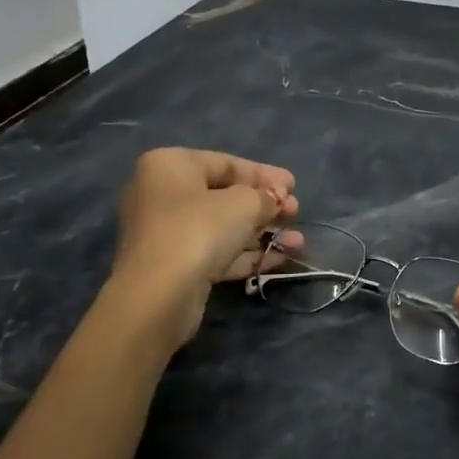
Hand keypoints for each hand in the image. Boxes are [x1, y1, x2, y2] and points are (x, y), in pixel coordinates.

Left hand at [113, 148, 299, 343]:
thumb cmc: (199, 230)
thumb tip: (277, 197)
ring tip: (298, 241)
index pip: (225, 163)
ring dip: (262, 233)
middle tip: (296, 212)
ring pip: (223, 227)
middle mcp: (162, 195)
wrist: (160, 294)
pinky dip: (247, 255)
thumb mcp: (244, 204)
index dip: (264, 175)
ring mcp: (167, 233)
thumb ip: (266, 196)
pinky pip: (217, 253)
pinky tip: (281, 259)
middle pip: (224, 196)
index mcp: (170, 166)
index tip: (294, 186)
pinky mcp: (175, 267)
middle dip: (265, 206)